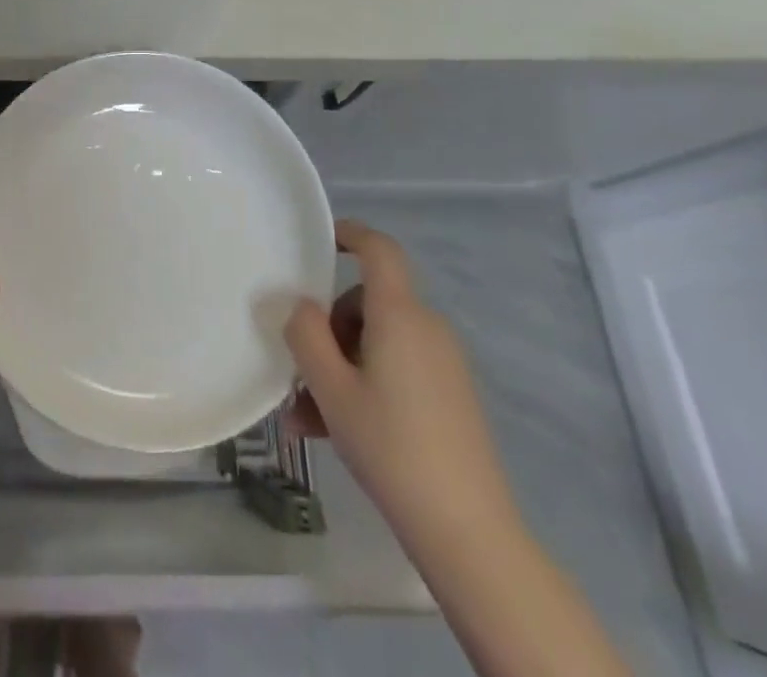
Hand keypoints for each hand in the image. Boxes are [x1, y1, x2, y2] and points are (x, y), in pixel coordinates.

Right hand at [285, 220, 518, 549]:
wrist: (469, 532)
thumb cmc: (391, 446)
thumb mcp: (331, 388)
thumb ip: (305, 334)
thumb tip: (297, 304)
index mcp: (400, 314)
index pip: (379, 249)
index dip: (350, 234)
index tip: (318, 241)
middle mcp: (426, 328)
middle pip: (366, 303)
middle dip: (327, 330)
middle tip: (297, 372)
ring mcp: (442, 363)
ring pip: (376, 343)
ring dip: (338, 367)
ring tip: (307, 418)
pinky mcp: (450, 395)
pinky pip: (395, 370)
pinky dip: (363, 385)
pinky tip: (336, 430)